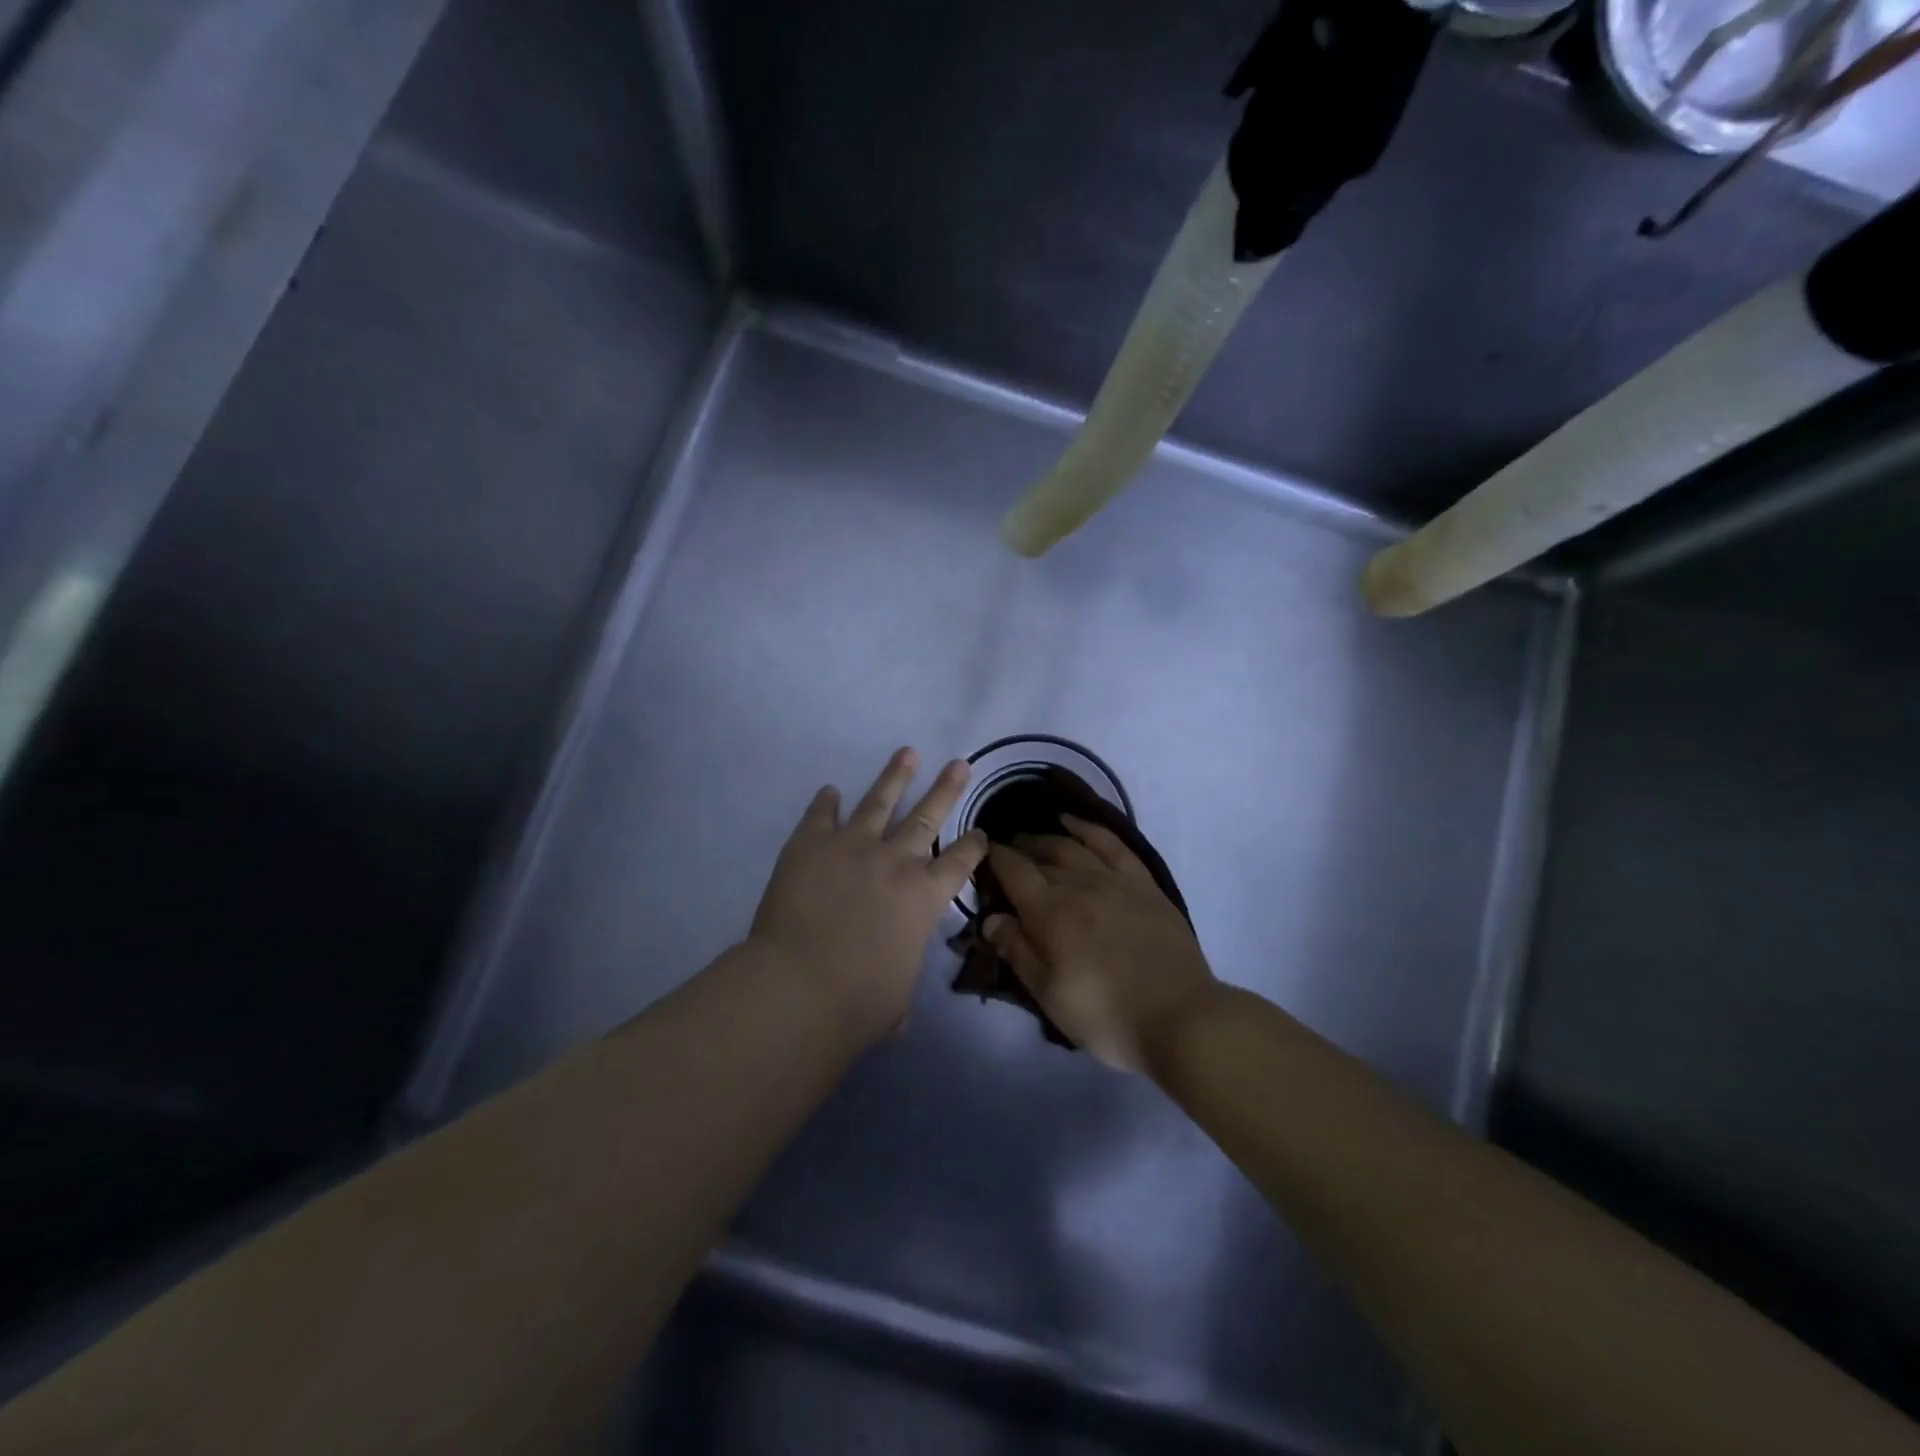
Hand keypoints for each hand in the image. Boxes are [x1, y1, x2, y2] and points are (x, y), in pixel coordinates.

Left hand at [750, 748, 988, 1048]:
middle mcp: (896, 861)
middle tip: (959, 764)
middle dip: (946, 789)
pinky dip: (826, 801)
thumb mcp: (894, 1000)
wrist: (799, 986)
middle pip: (928, 816)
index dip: (974, 846)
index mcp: (924, 898)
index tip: (980, 832)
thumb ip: (897, 991)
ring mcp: (852, 846)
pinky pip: (821, 814)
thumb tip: (895, 1014)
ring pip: (880, 801)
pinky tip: (829, 790)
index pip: (959, 863)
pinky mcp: (811, 844)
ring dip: (895, 776)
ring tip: (907, 753)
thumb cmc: (857, 1002)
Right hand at [984, 817, 1216, 1072]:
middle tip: (1006, 850)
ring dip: (1048, 838)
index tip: (982, 853)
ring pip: (1074, 846)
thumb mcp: (1049, 994)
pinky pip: (1113, 844)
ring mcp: (1115, 880)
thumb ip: (1017, 951)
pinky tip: (1076, 823)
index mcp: (1050, 912)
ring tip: (1033, 839)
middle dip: (1020, 849)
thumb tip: (990, 917)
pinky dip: (1090, 829)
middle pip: (1043, 856)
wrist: (1179, 1017)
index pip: (1014, 872)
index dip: (995, 859)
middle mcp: (1079, 885)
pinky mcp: (1144, 884)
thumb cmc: (1105, 1015)